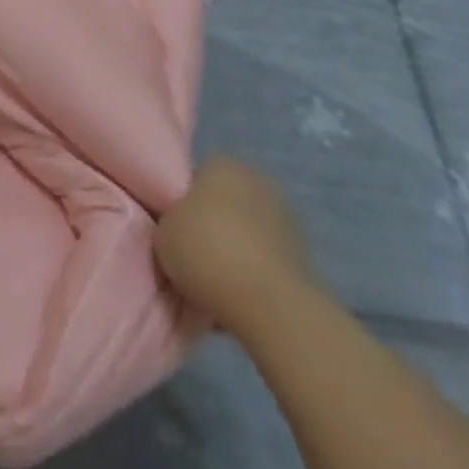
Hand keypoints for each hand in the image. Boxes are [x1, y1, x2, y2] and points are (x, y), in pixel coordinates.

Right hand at [154, 156, 315, 337]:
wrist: (268, 304)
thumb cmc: (206, 252)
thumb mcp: (163, 232)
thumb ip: (170, 221)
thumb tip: (181, 227)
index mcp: (222, 164)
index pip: (195, 178)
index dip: (183, 205)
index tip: (176, 231)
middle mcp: (257, 180)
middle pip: (224, 202)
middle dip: (213, 224)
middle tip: (194, 255)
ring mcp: (285, 217)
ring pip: (247, 231)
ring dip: (237, 249)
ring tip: (218, 282)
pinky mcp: (304, 255)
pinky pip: (266, 259)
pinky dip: (256, 272)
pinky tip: (241, 295)